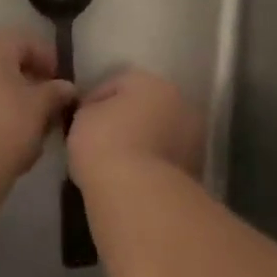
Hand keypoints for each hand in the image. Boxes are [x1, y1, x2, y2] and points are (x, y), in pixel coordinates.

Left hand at [0, 30, 75, 218]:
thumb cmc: (3, 131)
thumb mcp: (40, 108)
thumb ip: (57, 91)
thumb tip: (66, 87)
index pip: (27, 41)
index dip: (50, 60)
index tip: (62, 85)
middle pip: (5, 58)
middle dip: (29, 77)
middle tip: (48, 102)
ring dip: (10, 93)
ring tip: (30, 121)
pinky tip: (5, 131)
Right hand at [68, 69, 203, 194]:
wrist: (138, 193)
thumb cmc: (105, 144)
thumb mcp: (83, 118)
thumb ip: (91, 109)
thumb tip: (98, 115)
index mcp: (151, 82)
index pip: (116, 84)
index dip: (94, 102)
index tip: (79, 122)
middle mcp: (179, 102)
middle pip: (145, 107)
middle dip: (126, 120)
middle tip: (102, 141)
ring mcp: (193, 137)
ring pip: (160, 134)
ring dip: (143, 143)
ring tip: (118, 163)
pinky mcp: (196, 169)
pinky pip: (167, 160)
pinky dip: (153, 165)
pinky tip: (133, 179)